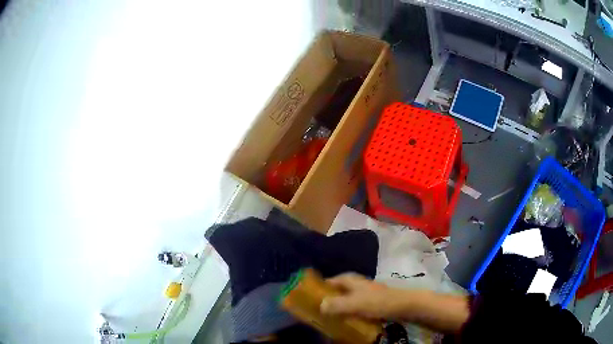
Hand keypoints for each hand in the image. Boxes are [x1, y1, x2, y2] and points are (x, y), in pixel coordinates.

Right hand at [320, 273, 404, 319]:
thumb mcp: (354, 304)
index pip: (328, 281)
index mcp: (349, 280)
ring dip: (337, 309)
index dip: (318, 289)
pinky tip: (345, 321)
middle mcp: (355, 284)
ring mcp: (363, 293)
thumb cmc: (377, 302)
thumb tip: (319, 306)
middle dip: (327, 301)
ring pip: (345, 300)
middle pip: (336, 291)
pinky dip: (348, 313)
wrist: (403, 305)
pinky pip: (354, 307)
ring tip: (328, 319)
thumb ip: (336, 304)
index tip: (307, 300)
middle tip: (316, 313)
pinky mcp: (370, 302)